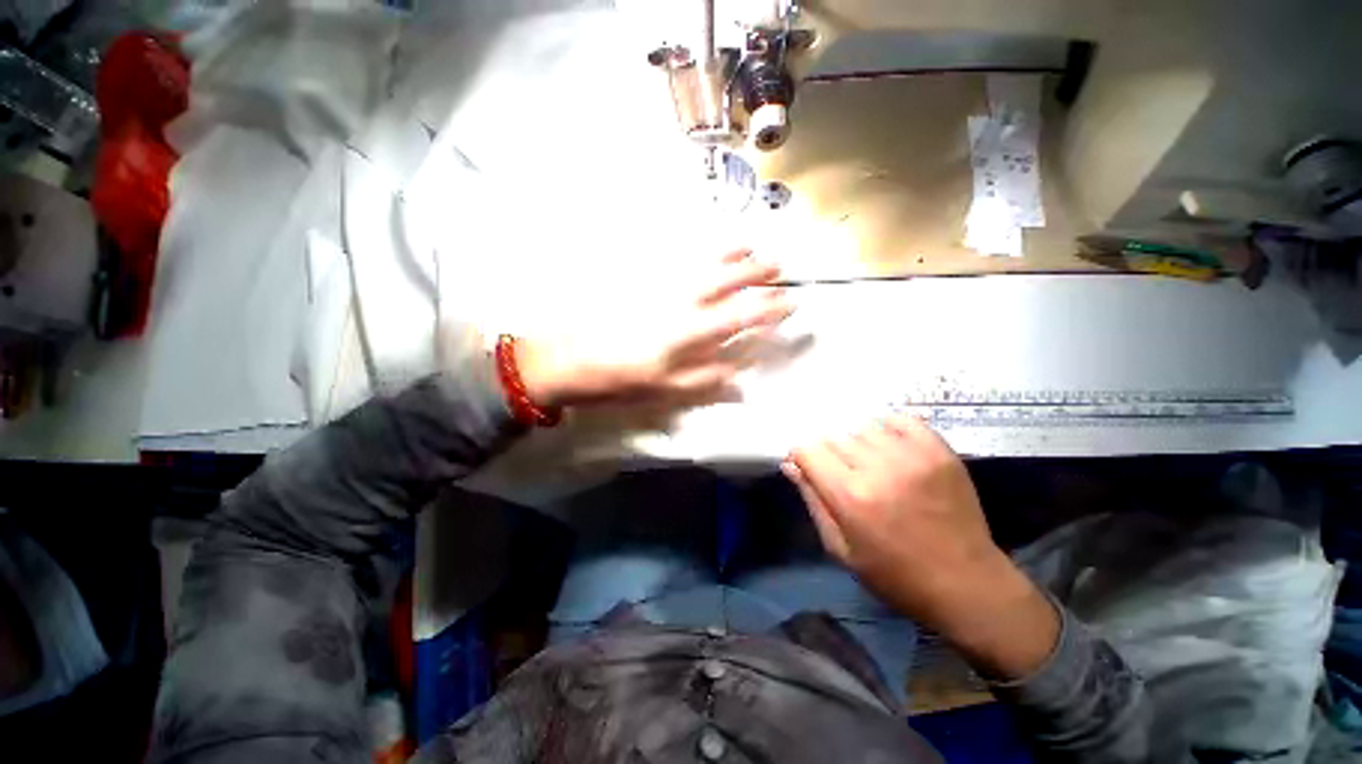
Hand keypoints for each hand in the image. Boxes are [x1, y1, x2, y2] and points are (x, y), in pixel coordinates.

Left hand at [517, 250, 793, 407]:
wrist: (569, 359)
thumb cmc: (619, 380)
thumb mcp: (664, 392)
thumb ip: (705, 382)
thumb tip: (741, 381)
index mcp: (688, 334)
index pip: (739, 317)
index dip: (767, 310)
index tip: (788, 302)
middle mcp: (679, 304)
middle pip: (725, 282)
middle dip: (755, 272)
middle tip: (777, 265)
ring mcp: (659, 289)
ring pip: (701, 264)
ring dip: (728, 254)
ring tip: (749, 244)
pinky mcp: (640, 282)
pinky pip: (674, 258)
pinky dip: (693, 250)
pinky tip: (701, 247)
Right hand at [783, 415, 1058, 679]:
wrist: (966, 584)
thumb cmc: (894, 575)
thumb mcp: (841, 549)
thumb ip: (813, 500)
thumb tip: (791, 465)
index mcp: (850, 496)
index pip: (808, 450)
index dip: (803, 458)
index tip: (810, 469)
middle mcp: (877, 468)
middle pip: (834, 438)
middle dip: (830, 455)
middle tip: (846, 477)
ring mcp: (912, 455)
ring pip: (864, 428)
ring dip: (859, 445)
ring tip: (872, 466)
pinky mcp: (939, 451)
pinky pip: (901, 420)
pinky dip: (890, 429)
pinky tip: (893, 450)